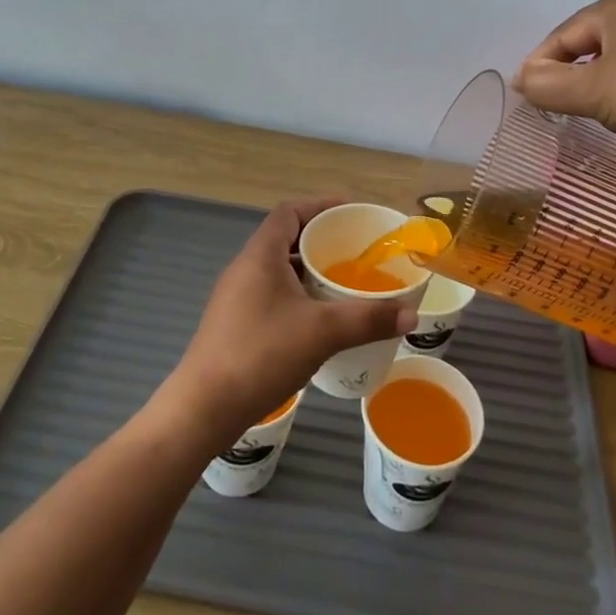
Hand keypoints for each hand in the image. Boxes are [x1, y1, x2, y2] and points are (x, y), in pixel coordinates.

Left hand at [163, 199, 418, 441]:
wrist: (203, 408)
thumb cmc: (261, 354)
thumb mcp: (323, 333)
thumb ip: (368, 319)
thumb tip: (412, 313)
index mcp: (260, 255)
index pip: (290, 212)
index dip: (320, 206)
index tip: (351, 213)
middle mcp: (245, 268)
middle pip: (285, 239)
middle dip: (320, 241)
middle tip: (356, 252)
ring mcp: (236, 298)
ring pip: (278, 270)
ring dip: (309, 272)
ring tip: (343, 285)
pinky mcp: (234, 324)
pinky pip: (272, 295)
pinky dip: (297, 296)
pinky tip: (318, 321)